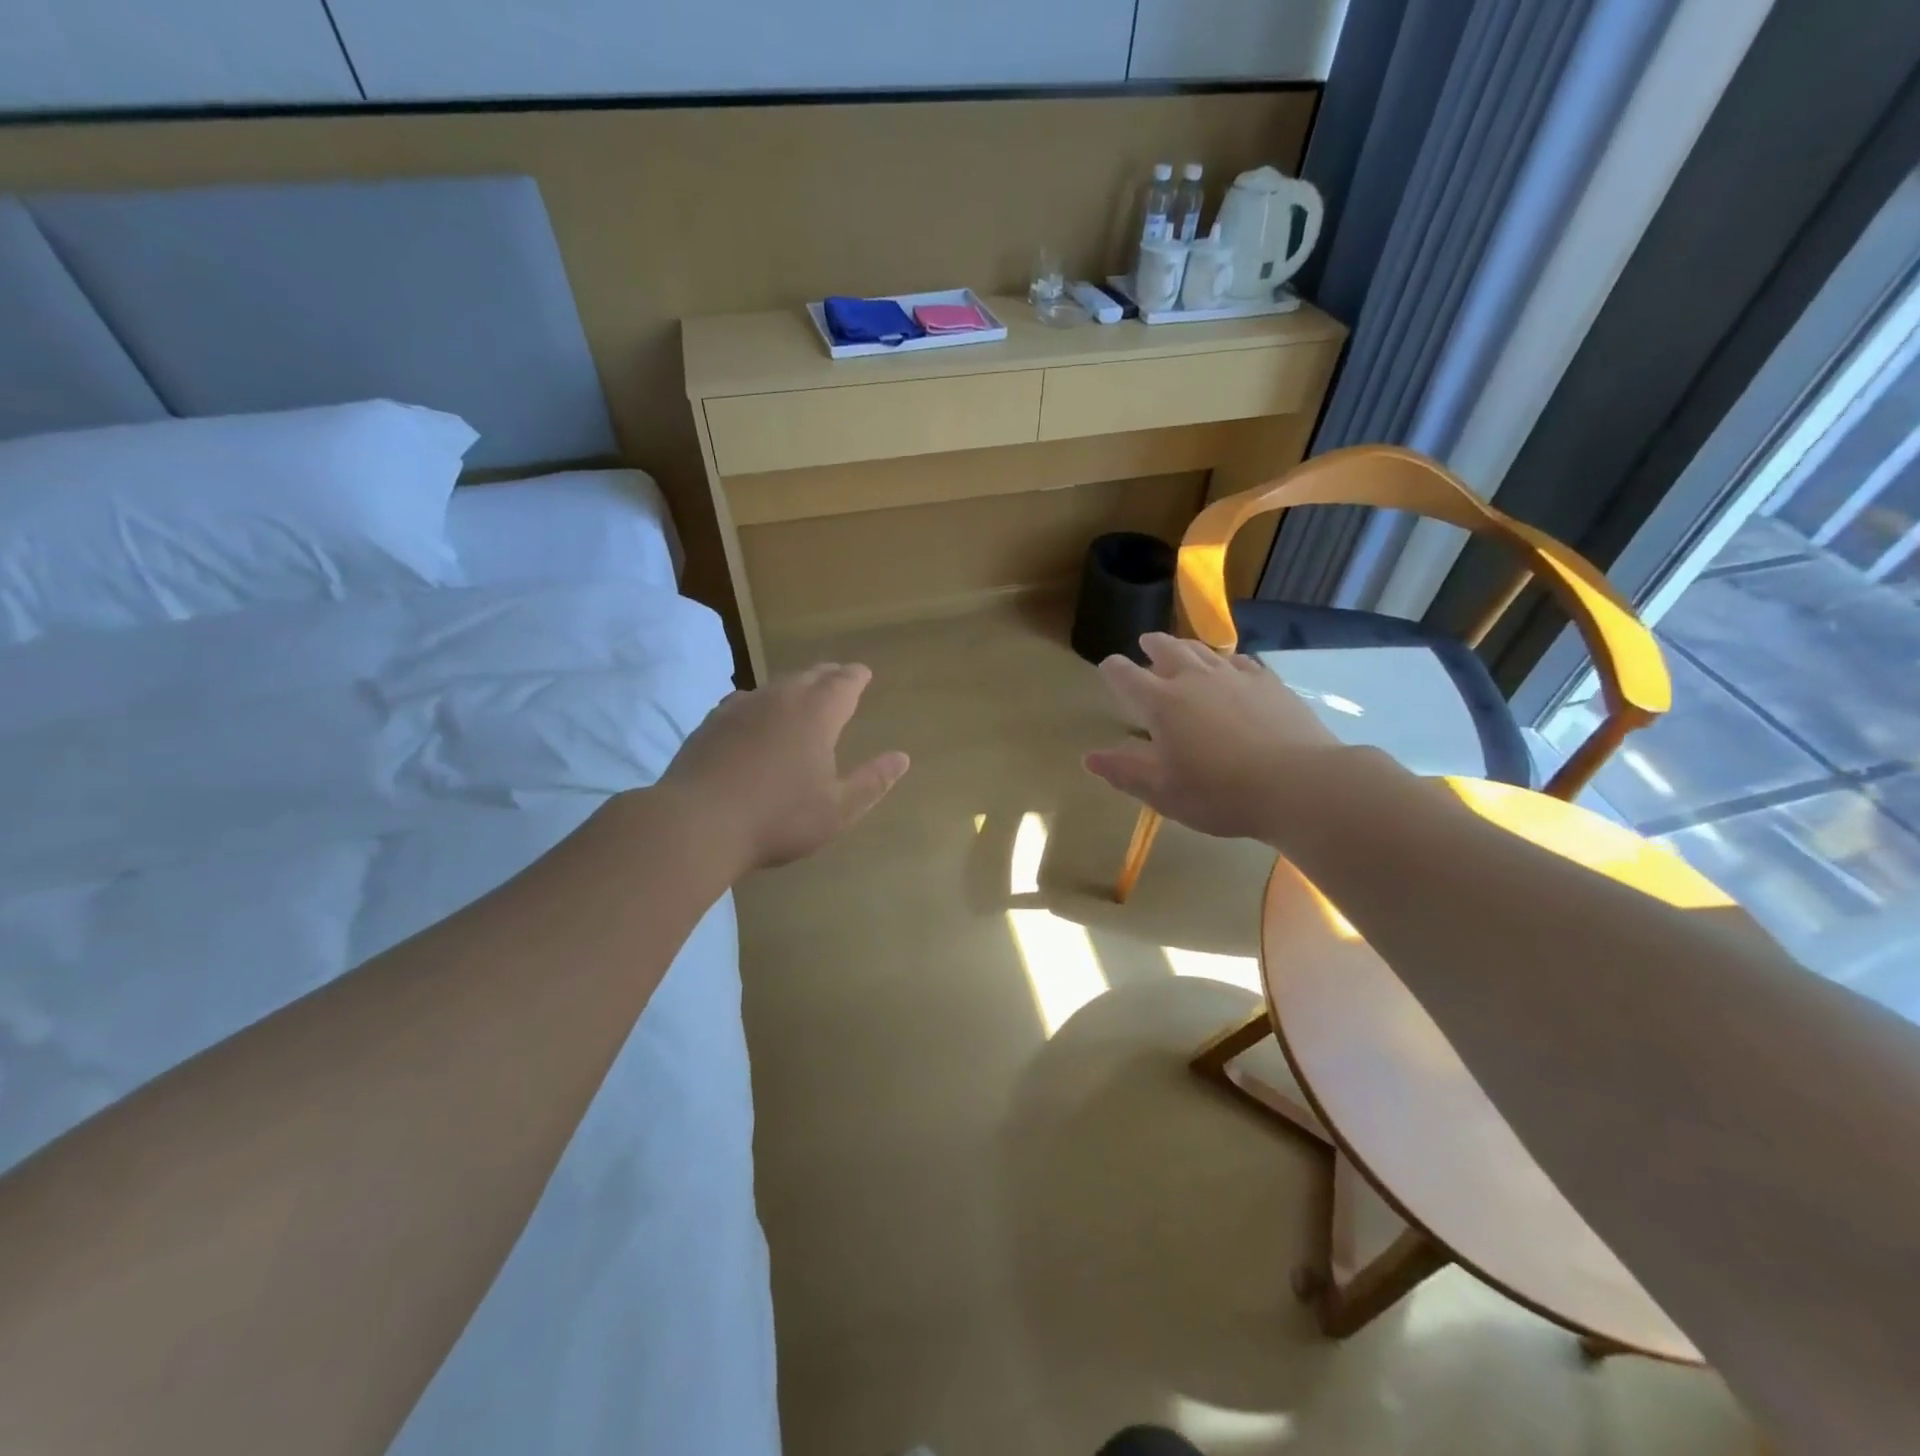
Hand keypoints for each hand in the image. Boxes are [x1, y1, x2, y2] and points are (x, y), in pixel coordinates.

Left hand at [657, 663, 908, 871]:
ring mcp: (741, 707)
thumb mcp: (838, 809)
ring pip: (776, 685)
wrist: (697, 823)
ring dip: (794, 686)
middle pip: (810, 676)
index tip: (863, 673)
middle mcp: (780, 699)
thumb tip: (902, 757)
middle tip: (839, 677)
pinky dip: (761, 702)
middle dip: (828, 675)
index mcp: (816, 714)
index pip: (843, 683)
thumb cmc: (778, 818)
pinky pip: (745, 700)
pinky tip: (755, 713)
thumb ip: (872, 781)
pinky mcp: (711, 722)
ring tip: (802, 693)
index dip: (856, 677)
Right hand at [1085, 632, 1342, 840]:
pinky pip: (1241, 662)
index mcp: (1161, 703)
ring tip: (1182, 648)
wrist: (1298, 784)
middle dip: (1152, 646)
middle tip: (1145, 643)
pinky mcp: (1269, 683)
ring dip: (1187, 647)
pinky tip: (1232, 668)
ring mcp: (1235, 677)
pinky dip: (1227, 661)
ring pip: (1203, 651)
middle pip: (1167, 650)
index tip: (1108, 667)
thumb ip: (1125, 772)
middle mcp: (1194, 679)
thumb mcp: (1163, 792)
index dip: (1113, 670)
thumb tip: (1089, 758)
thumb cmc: (1220, 793)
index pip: (1126, 676)